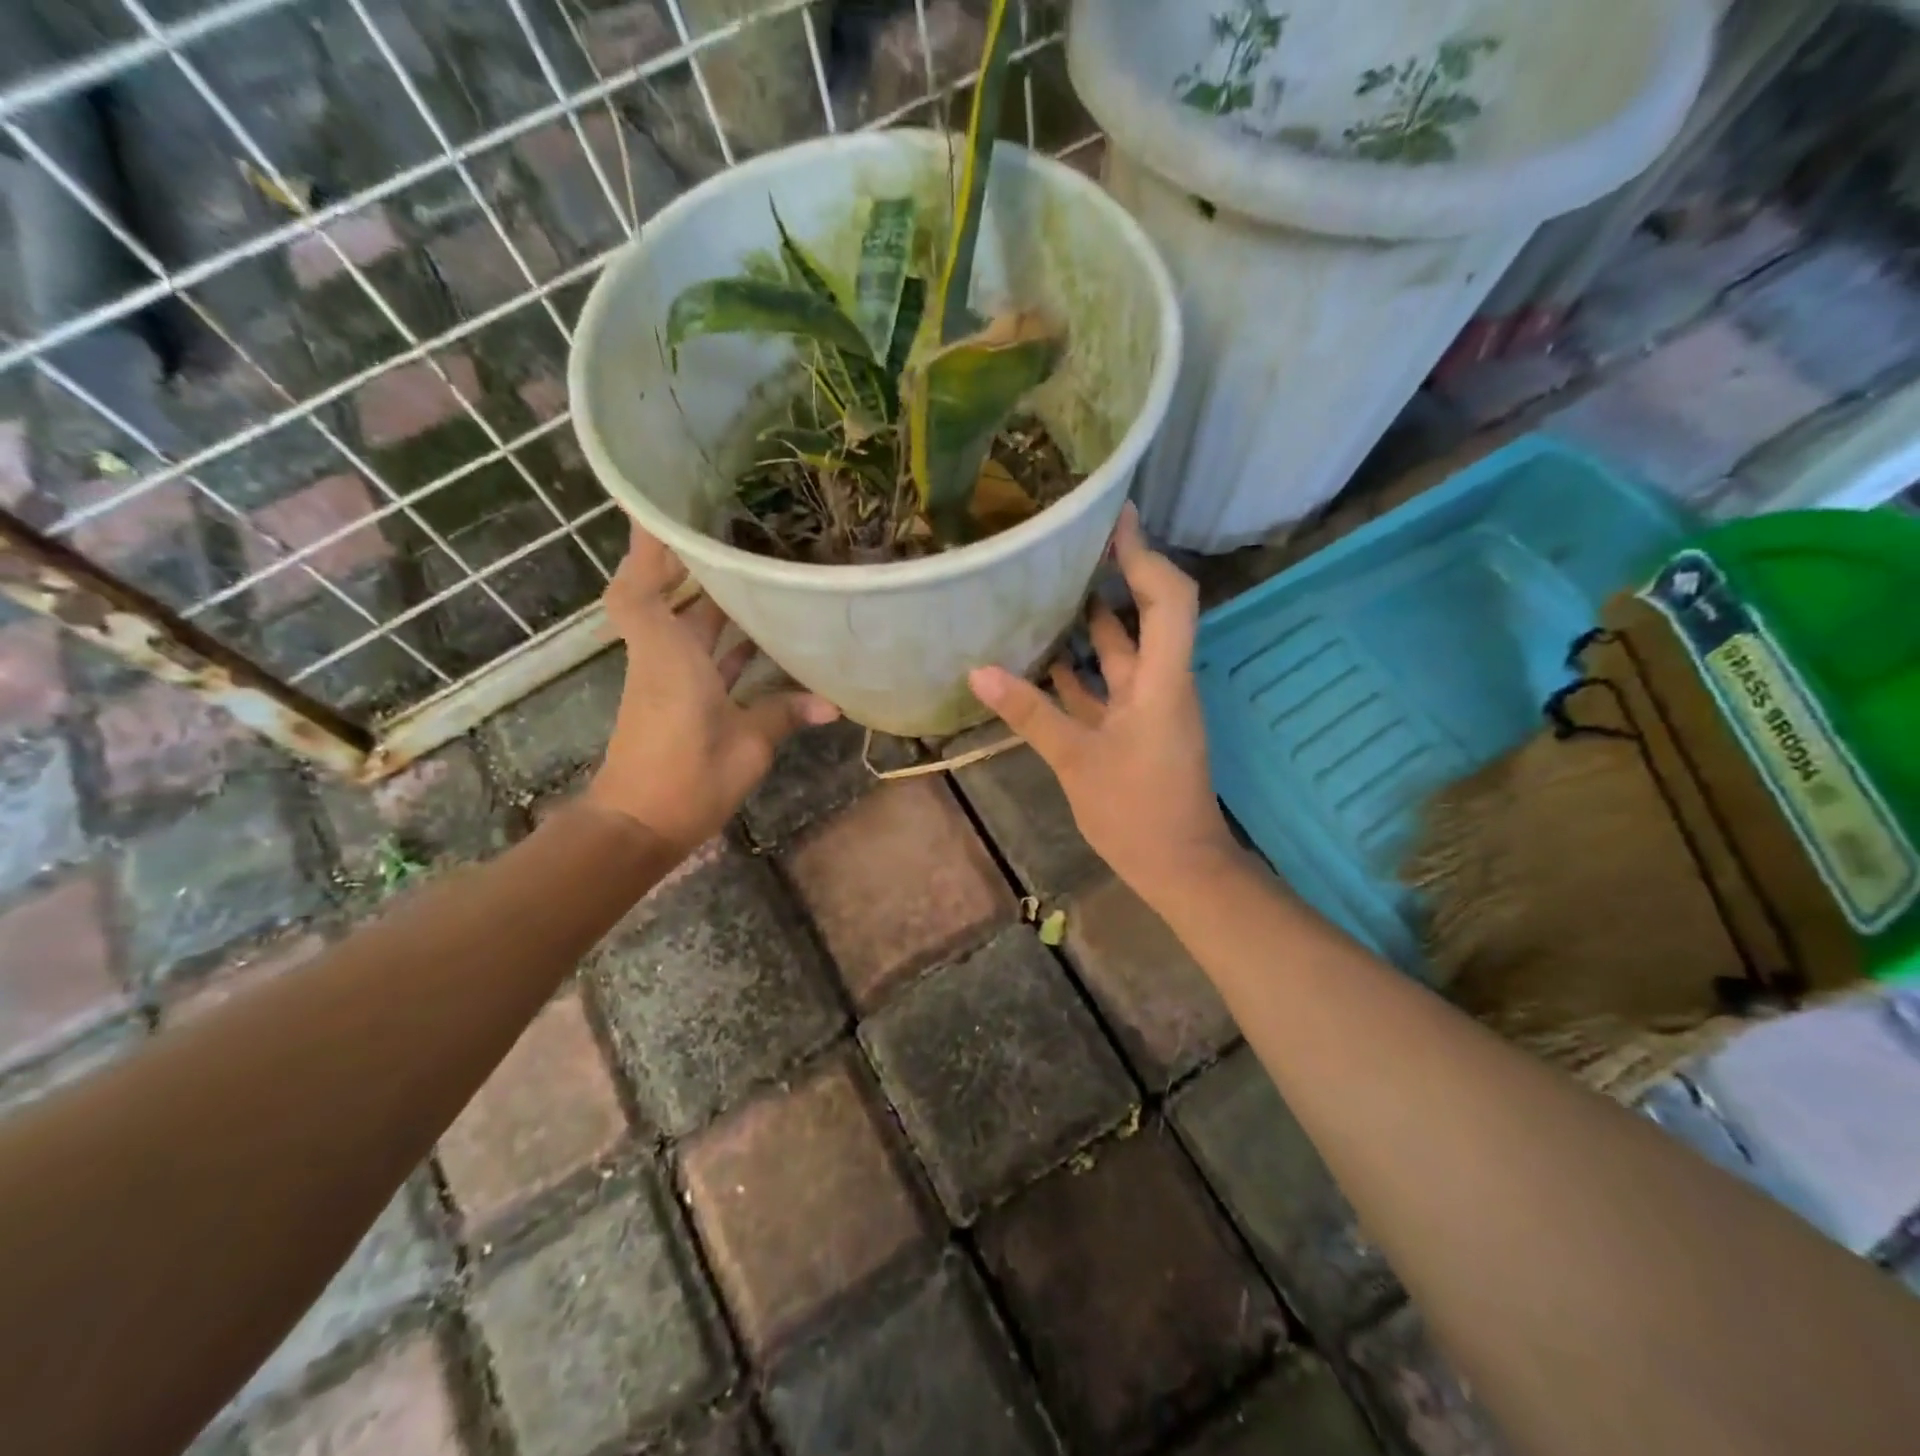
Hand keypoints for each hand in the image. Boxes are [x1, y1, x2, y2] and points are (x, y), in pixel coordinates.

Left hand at [587, 530, 839, 852]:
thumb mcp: (747, 744)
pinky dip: (727, 644)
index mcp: (670, 655)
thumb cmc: (687, 775)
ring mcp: (669, 679)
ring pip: (690, 628)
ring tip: (759, 572)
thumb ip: (785, 714)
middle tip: (737, 530)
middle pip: (670, 597)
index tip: (663, 506)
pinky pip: (702, 657)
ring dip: (716, 602)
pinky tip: (763, 636)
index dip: (647, 545)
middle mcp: (663, 657)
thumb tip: (833, 704)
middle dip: (696, 564)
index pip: (643, 586)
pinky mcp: (679, 701)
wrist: (639, 825)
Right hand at [968, 504, 1234, 902]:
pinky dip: (1080, 670)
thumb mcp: (1076, 760)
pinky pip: (1106, 685)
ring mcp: (1148, 707)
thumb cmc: (1136, 812)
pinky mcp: (1135, 728)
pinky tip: (1042, 657)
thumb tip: (978, 670)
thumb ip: (1029, 712)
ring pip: (1120, 651)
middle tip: (1065, 547)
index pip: (1169, 598)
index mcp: (1162, 680)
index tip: (1115, 517)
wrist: (1178, 868)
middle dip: (1111, 577)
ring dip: (1090, 623)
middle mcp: (1160, 683)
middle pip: (1144, 615)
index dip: (1144, 554)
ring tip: (1044, 590)